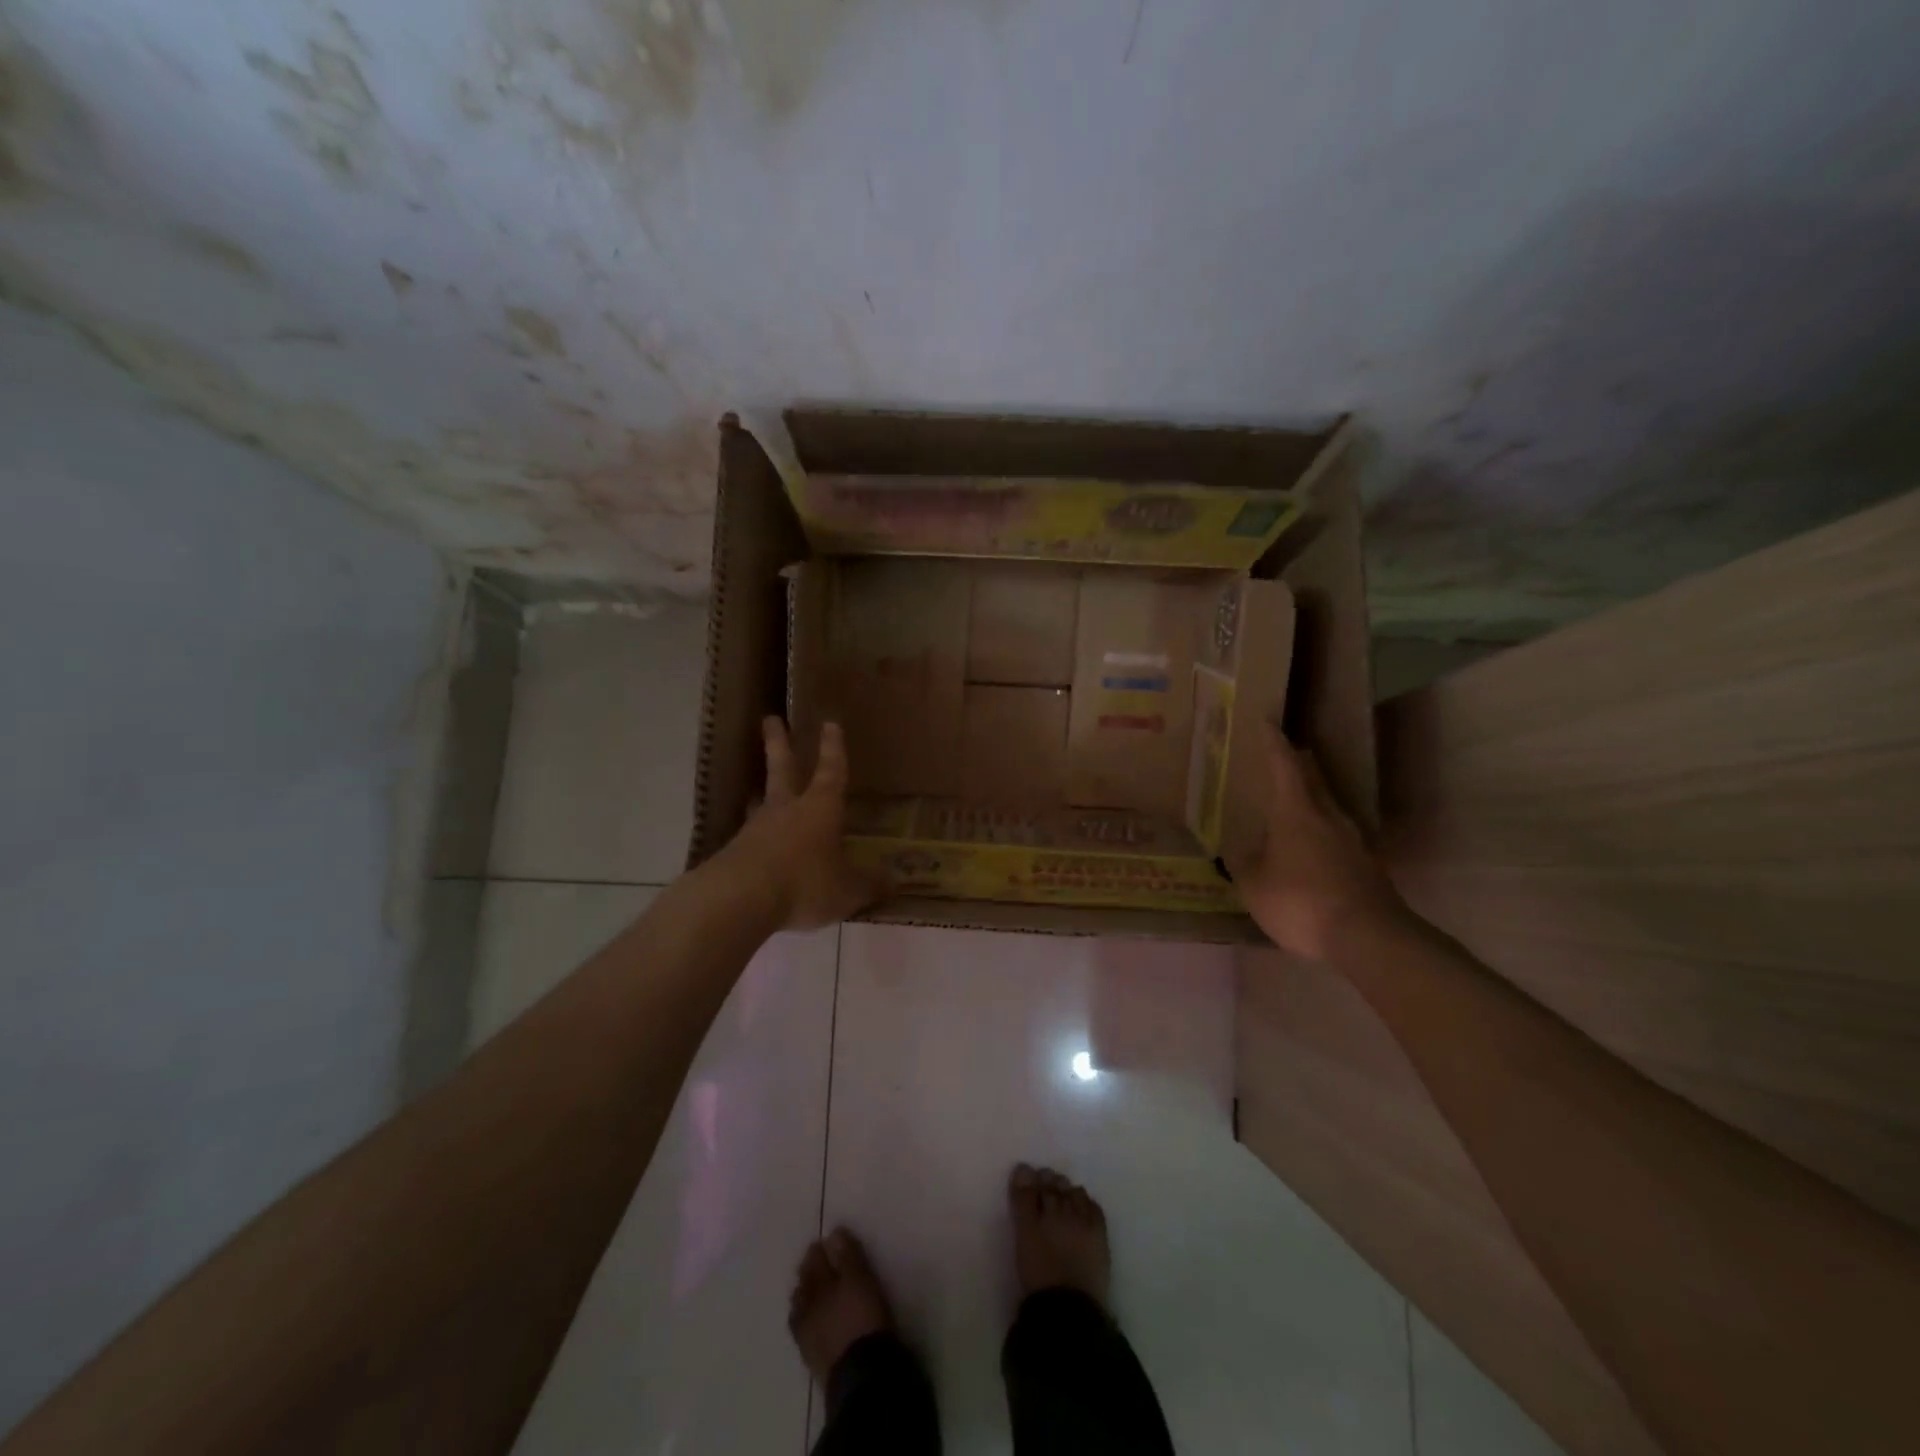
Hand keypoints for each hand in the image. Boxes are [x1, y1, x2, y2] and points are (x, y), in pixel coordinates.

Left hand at [718, 718, 883, 930]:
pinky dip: (755, 837)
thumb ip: (870, 886)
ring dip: (761, 792)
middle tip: (770, 719)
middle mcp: (786, 810)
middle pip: (782, 768)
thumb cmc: (804, 883)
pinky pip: (749, 838)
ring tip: (758, 789)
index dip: (833, 749)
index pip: (831, 771)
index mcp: (820, 808)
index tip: (830, 723)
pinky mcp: (734, 853)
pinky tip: (754, 846)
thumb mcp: (847, 891)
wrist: (739, 899)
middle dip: (779, 743)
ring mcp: (756, 829)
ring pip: (761, 802)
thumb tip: (895, 884)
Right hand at [1228, 723, 1404, 961]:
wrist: (1369, 937)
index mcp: (1297, 812)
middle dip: (1299, 763)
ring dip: (1313, 798)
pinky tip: (1313, 848)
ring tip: (1295, 802)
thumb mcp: (1254, 885)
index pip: (1284, 765)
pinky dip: (1322, 831)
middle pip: (1314, 779)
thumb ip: (1243, 863)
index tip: (1267, 721)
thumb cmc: (1301, 901)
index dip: (1273, 743)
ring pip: (1329, 807)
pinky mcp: (1368, 865)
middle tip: (1286, 754)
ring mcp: (1354, 840)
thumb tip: (1237, 849)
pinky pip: (1338, 836)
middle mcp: (1329, 816)